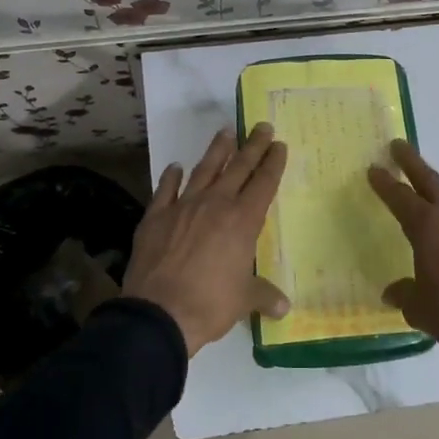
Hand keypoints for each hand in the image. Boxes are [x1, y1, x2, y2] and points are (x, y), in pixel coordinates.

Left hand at [124, 123, 289, 356]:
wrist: (159, 313)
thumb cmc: (209, 304)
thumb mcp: (243, 301)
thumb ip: (263, 295)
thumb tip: (283, 307)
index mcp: (242, 221)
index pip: (263, 184)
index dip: (273, 163)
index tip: (280, 144)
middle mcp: (215, 205)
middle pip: (238, 168)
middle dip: (252, 146)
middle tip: (261, 126)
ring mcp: (182, 207)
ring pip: (203, 170)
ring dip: (216, 150)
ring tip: (225, 132)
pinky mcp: (155, 217)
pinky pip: (165, 190)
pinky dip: (171, 177)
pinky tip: (175, 167)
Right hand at [368, 140, 438, 383]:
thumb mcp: (420, 308)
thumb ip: (404, 295)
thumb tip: (392, 292)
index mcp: (426, 226)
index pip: (400, 197)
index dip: (385, 183)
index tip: (373, 167)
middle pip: (429, 181)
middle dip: (412, 162)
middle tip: (397, 145)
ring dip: (438, 182)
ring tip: (428, 179)